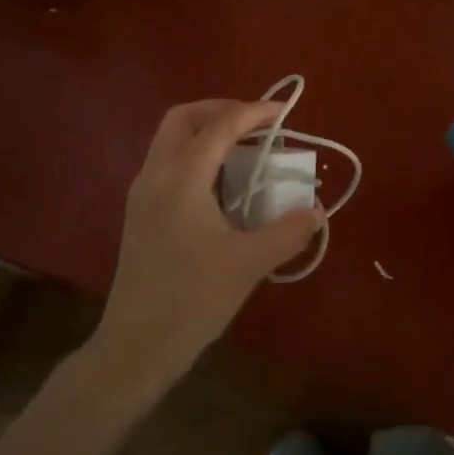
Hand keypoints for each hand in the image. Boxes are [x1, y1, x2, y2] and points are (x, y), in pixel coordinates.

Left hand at [92, 99, 320, 389]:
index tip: (283, 111)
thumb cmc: (193, 300)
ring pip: (169, 139)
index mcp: (181, 181)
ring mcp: (141, 194)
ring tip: (244, 149)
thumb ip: (288, 232)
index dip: (253, 113)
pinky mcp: (139, 212)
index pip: (219, 127)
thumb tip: (316, 211)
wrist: (137, 344)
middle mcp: (155, 176)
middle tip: (256, 123)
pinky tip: (222, 183)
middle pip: (182, 119)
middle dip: (220, 110)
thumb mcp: (250, 264)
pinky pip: (166, 162)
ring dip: (206, 131)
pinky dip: (195, 154)